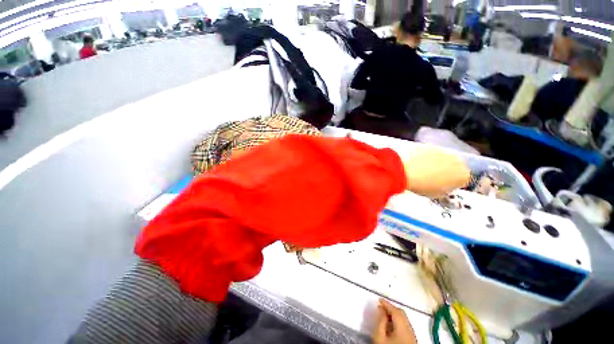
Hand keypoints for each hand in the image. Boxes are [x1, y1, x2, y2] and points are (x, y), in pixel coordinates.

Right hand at [372, 299, 416, 343]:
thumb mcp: (380, 337)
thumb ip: (380, 322)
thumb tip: (381, 309)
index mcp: (403, 327)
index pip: (395, 310)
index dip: (386, 303)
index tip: (378, 299)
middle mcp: (410, 329)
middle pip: (402, 314)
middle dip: (391, 308)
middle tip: (381, 307)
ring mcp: (412, 336)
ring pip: (404, 320)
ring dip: (395, 315)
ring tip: (384, 315)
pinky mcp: (412, 340)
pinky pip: (405, 326)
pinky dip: (398, 321)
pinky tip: (391, 325)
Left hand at [403, 146, 470, 197]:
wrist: (405, 172)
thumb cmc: (422, 186)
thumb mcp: (436, 194)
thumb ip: (443, 190)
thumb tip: (441, 187)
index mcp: (463, 175)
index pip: (463, 180)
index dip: (452, 184)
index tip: (442, 186)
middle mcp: (457, 160)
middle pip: (454, 166)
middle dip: (446, 171)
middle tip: (431, 178)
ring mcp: (443, 151)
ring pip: (442, 158)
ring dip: (435, 163)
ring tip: (421, 171)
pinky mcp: (429, 146)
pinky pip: (430, 153)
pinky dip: (425, 157)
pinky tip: (415, 164)